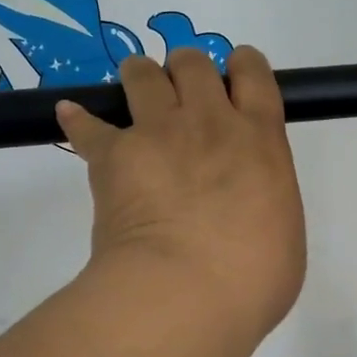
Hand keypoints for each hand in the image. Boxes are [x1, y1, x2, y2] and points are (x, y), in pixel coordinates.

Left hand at [55, 46, 306, 343]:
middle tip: (183, 101)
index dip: (242, 67)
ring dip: (141, 80)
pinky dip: (80, 120)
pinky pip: (87, 124)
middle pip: (193, 62)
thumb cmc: (252, 278)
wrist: (185, 293)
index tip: (235, 80)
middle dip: (186, 72)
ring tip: (137, 99)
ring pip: (142, 73)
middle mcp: (209, 121)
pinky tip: (72, 117)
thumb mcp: (284, 232)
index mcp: (260, 138)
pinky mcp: (113, 155)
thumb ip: (267, 198)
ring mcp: (158, 133)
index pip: (253, 73)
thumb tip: (248, 205)